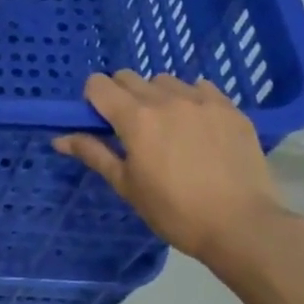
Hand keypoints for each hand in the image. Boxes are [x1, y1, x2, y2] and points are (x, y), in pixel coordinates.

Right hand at [53, 70, 292, 263]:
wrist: (243, 226)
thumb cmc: (175, 211)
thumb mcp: (127, 185)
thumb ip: (93, 153)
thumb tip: (59, 138)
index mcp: (135, 117)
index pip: (98, 84)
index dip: (93, 99)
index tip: (101, 122)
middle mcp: (165, 98)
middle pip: (129, 77)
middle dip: (122, 95)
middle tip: (132, 128)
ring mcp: (201, 100)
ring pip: (165, 81)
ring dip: (157, 95)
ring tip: (168, 126)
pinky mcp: (231, 109)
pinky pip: (201, 88)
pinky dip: (191, 99)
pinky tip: (198, 126)